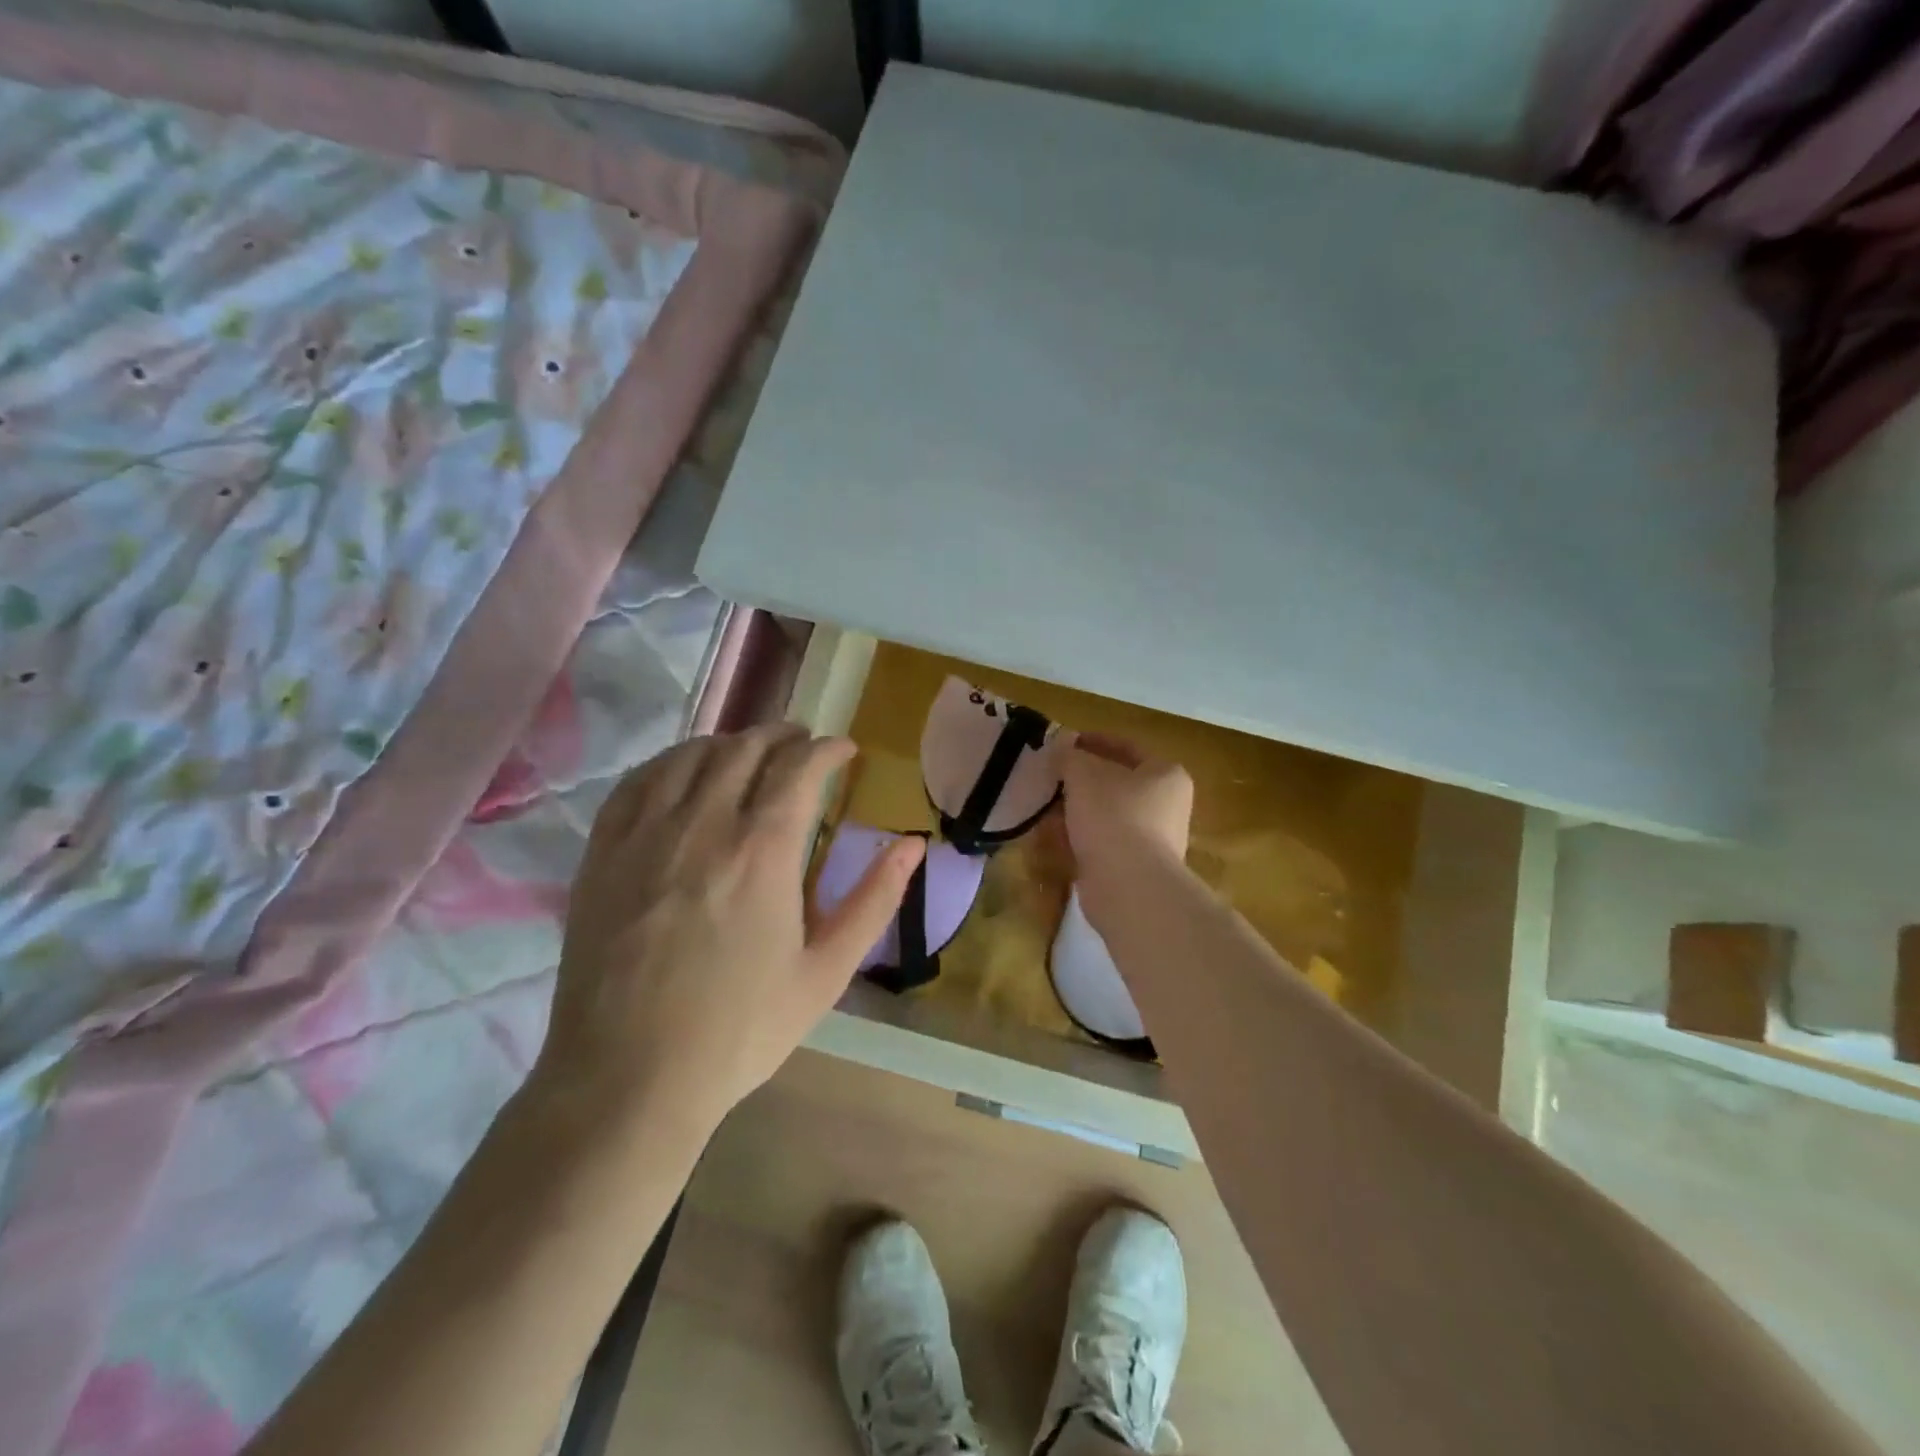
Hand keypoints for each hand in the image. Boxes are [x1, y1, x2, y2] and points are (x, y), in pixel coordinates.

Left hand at [532, 726, 923, 1138]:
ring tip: (749, 750)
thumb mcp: (827, 972)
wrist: (629, 1077)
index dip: (828, 749)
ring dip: (729, 741)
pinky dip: (669, 762)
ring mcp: (645, 835)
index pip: (801, 768)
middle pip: (746, 749)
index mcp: (764, 852)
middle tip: (803, 742)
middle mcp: (705, 825)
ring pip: (691, 755)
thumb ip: (874, 900)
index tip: (845, 750)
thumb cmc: (740, 1029)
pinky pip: (636, 782)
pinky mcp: (603, 853)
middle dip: (783, 735)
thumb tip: (913, 845)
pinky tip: (683, 771)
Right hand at [1062, 732, 1194, 873]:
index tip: (1064, 743)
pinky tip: (1054, 836)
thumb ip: (1070, 756)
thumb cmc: (1113, 817)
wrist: (1129, 887)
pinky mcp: (1133, 868)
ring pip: (1107, 815)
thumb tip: (1061, 748)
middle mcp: (1166, 806)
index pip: (1127, 747)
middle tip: (1052, 775)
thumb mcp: (1084, 773)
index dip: (1094, 741)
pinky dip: (1080, 838)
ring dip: (1078, 810)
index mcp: (1165, 775)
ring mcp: (1153, 840)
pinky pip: (1102, 843)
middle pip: (1117, 783)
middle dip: (1083, 779)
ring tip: (1046, 805)